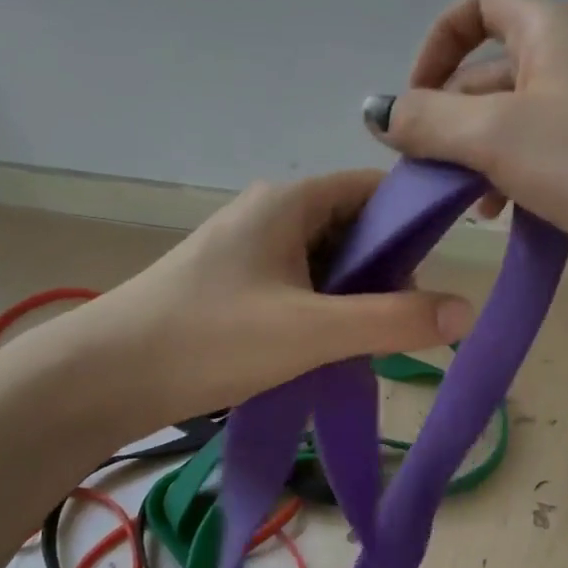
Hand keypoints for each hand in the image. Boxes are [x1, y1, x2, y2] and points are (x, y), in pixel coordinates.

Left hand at [57, 171, 473, 424]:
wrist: (101, 378)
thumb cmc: (209, 339)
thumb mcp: (311, 331)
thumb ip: (393, 321)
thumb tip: (467, 310)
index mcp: (290, 202)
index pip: (374, 190)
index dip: (414, 221)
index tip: (438, 270)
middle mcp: (271, 214)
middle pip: (354, 228)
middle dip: (384, 272)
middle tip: (398, 322)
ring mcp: (249, 250)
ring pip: (327, 263)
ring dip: (353, 298)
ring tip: (363, 343)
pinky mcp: (234, 284)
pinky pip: (299, 286)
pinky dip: (322, 311)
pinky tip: (325, 349)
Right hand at [365, 0, 567, 296]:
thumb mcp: (496, 136)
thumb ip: (428, 120)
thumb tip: (378, 113)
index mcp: (551, 28)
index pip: (477, 6)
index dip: (435, 46)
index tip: (416, 103)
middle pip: (489, 73)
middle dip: (451, 120)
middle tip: (428, 173)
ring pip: (514, 120)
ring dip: (479, 157)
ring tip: (467, 206)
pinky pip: (544, 152)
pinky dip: (515, 177)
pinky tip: (504, 217)